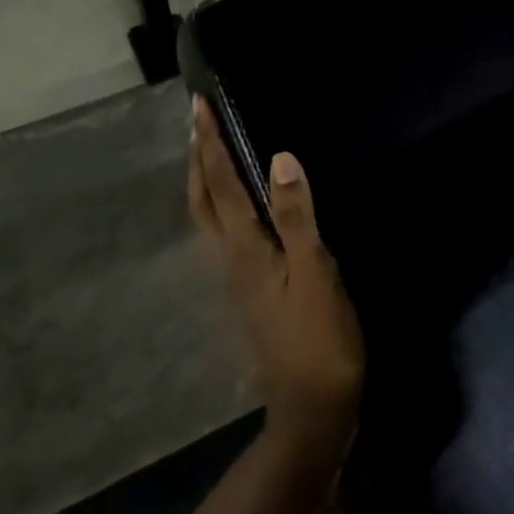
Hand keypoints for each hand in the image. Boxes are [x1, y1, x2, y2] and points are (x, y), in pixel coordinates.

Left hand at [189, 97, 364, 461]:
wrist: (312, 409)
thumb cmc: (319, 339)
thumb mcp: (315, 273)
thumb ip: (297, 216)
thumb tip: (279, 157)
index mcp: (245, 248)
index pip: (221, 183)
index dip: (209, 142)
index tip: (198, 105)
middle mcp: (231, 257)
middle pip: (202, 198)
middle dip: (196, 155)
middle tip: (194, 119)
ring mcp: (237, 276)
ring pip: (207, 215)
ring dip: (202, 177)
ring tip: (204, 149)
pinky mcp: (249, 289)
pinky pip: (223, 231)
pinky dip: (218, 202)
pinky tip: (233, 202)